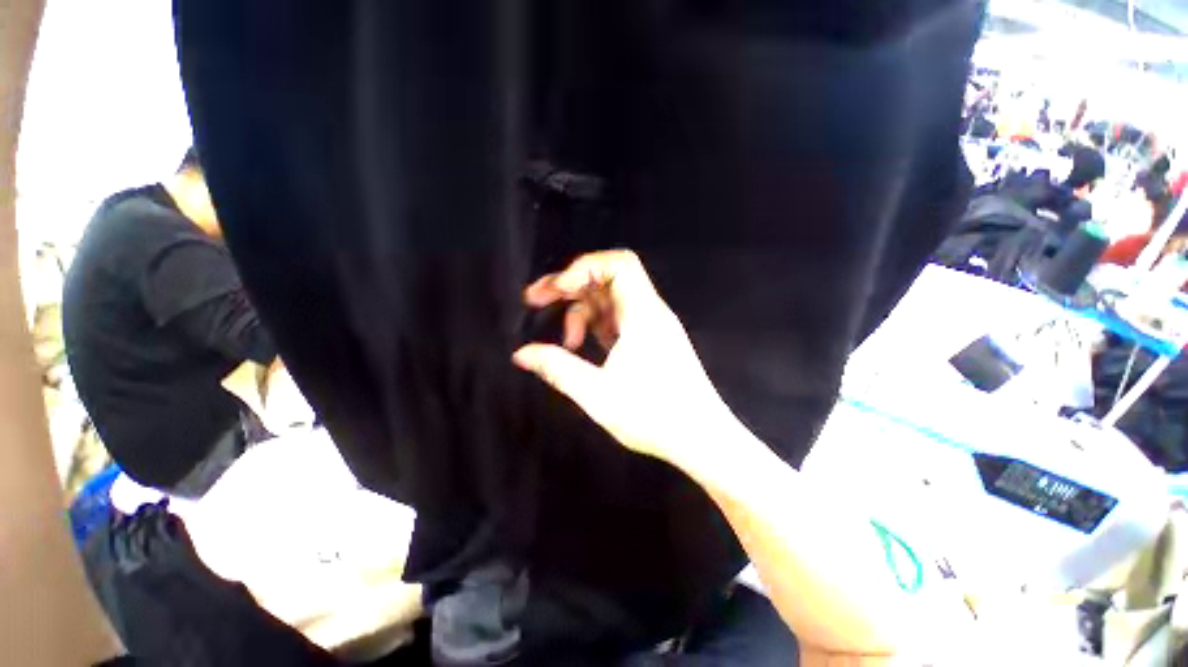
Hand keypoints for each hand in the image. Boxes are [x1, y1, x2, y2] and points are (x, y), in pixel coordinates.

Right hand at [513, 250, 736, 470]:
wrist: (702, 438)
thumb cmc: (654, 417)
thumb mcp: (598, 394)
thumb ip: (558, 369)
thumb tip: (522, 354)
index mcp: (642, 315)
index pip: (618, 264)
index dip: (583, 268)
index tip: (556, 290)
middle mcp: (649, 312)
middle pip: (608, 278)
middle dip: (570, 285)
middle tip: (535, 300)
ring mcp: (651, 326)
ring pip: (611, 300)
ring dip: (582, 311)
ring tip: (566, 342)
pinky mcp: (651, 340)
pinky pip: (618, 319)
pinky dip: (596, 326)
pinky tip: (583, 347)